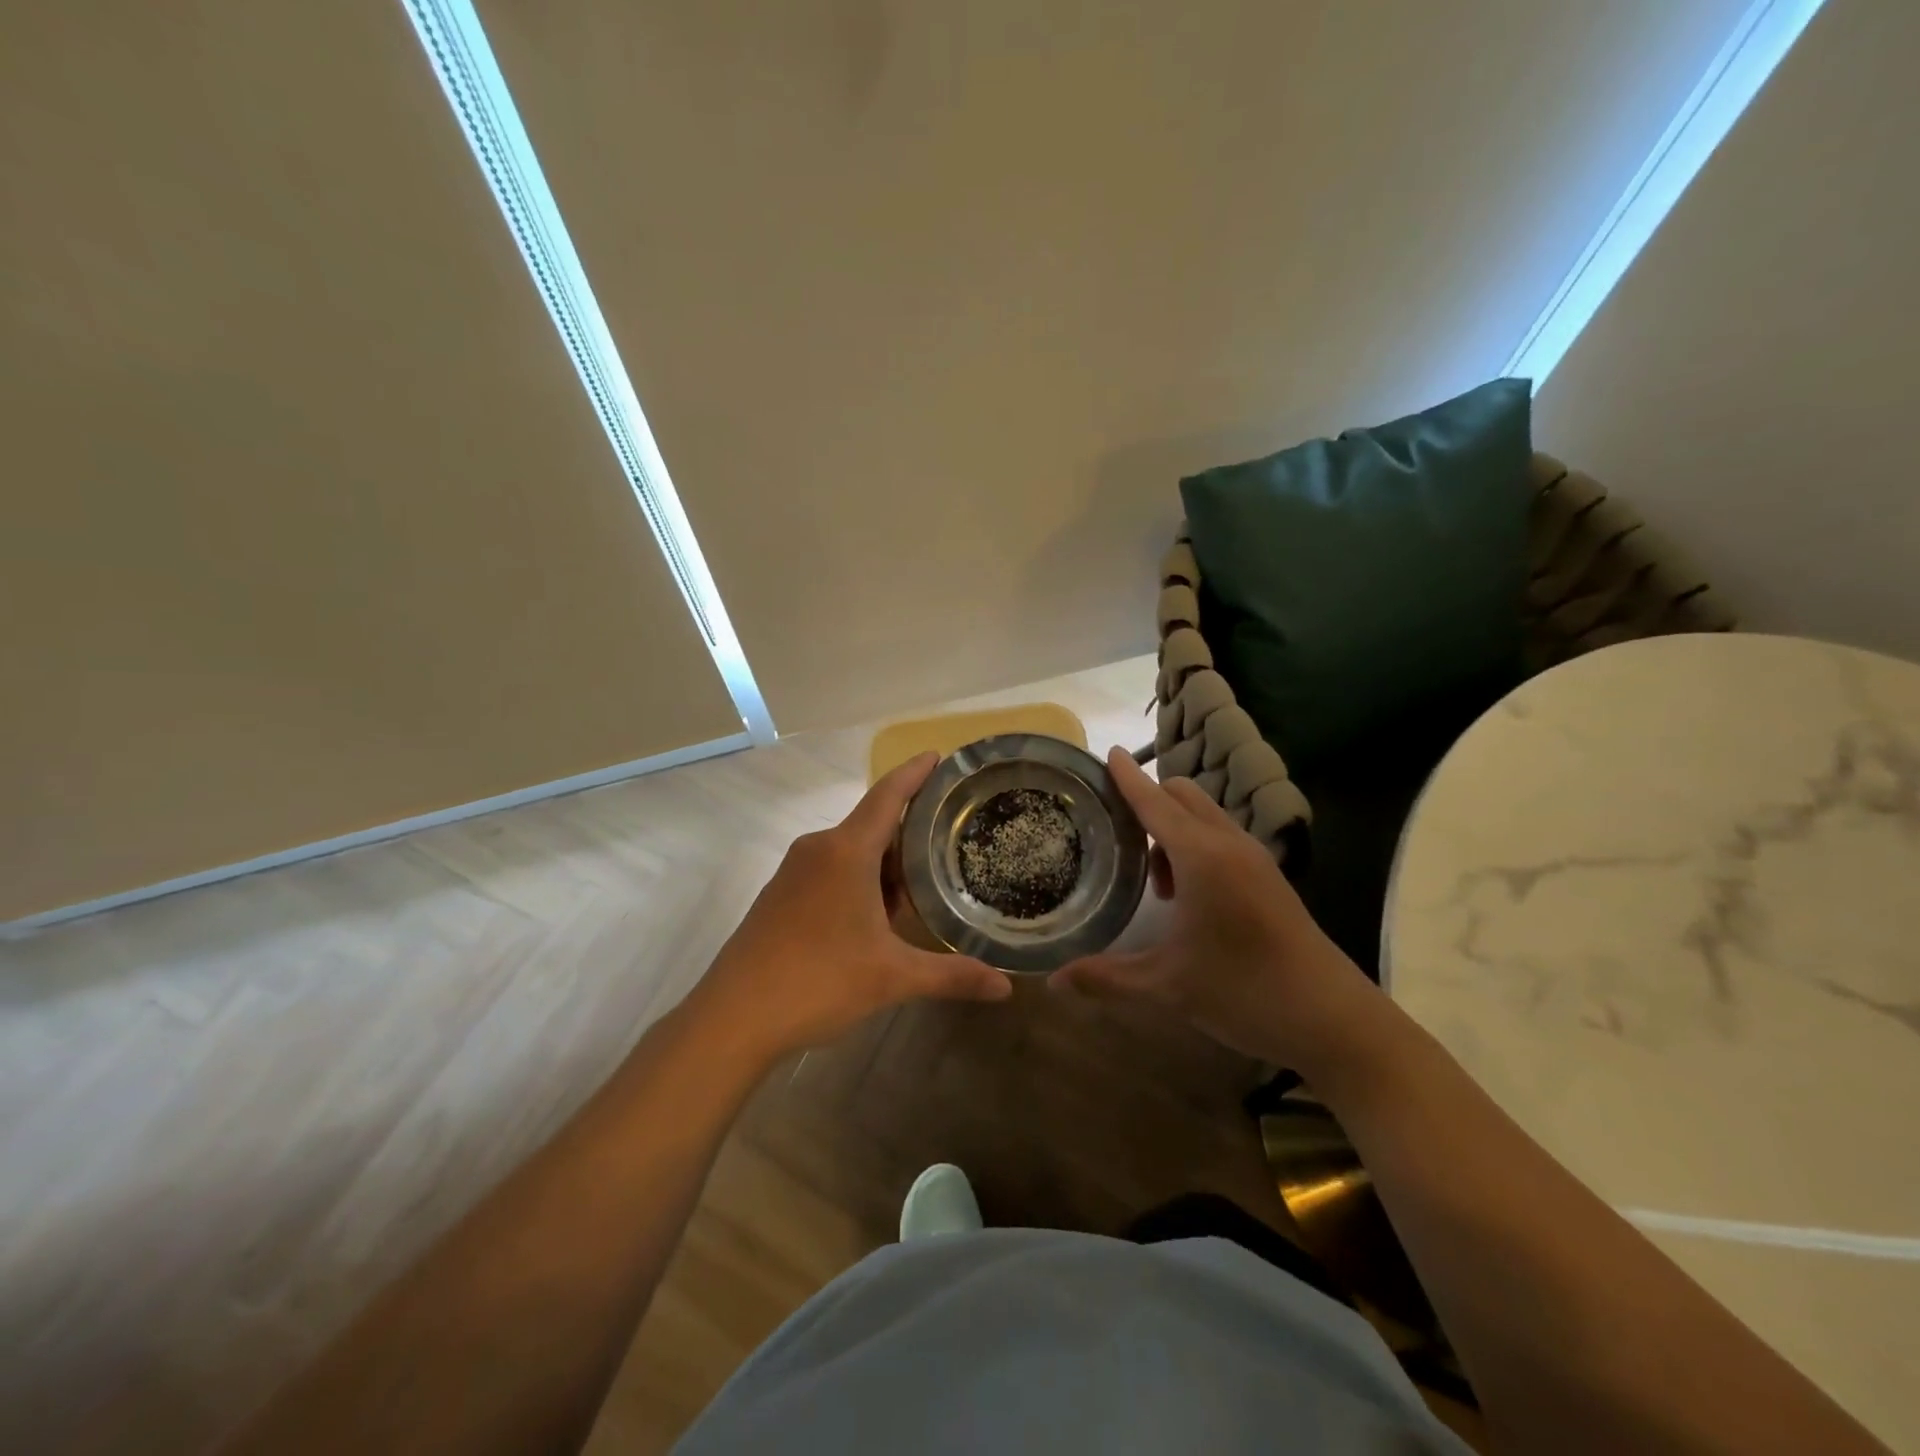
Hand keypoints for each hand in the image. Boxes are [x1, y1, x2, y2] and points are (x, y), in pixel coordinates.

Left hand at [687, 752, 1012, 1061]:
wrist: (732, 1018)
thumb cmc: (818, 981)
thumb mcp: (892, 977)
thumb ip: (951, 975)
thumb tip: (1006, 987)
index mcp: (846, 851)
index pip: (888, 796)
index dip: (914, 773)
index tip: (937, 755)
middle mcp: (818, 849)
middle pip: (872, 826)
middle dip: (909, 837)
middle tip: (949, 846)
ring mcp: (793, 873)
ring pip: (851, 853)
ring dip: (884, 867)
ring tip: (920, 890)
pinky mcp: (779, 897)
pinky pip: (829, 872)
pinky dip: (858, 883)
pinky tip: (874, 920)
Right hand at [1054, 748, 1382, 1072]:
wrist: (1332, 1018)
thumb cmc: (1244, 992)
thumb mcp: (1167, 985)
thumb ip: (1106, 977)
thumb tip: (1055, 979)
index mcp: (1201, 857)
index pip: (1154, 803)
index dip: (1128, 778)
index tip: (1107, 753)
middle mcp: (1228, 844)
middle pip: (1183, 795)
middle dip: (1149, 800)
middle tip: (1116, 831)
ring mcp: (1255, 858)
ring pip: (1205, 816)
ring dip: (1173, 828)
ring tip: (1155, 882)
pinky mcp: (1269, 876)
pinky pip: (1222, 836)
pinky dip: (1196, 844)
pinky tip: (1188, 896)